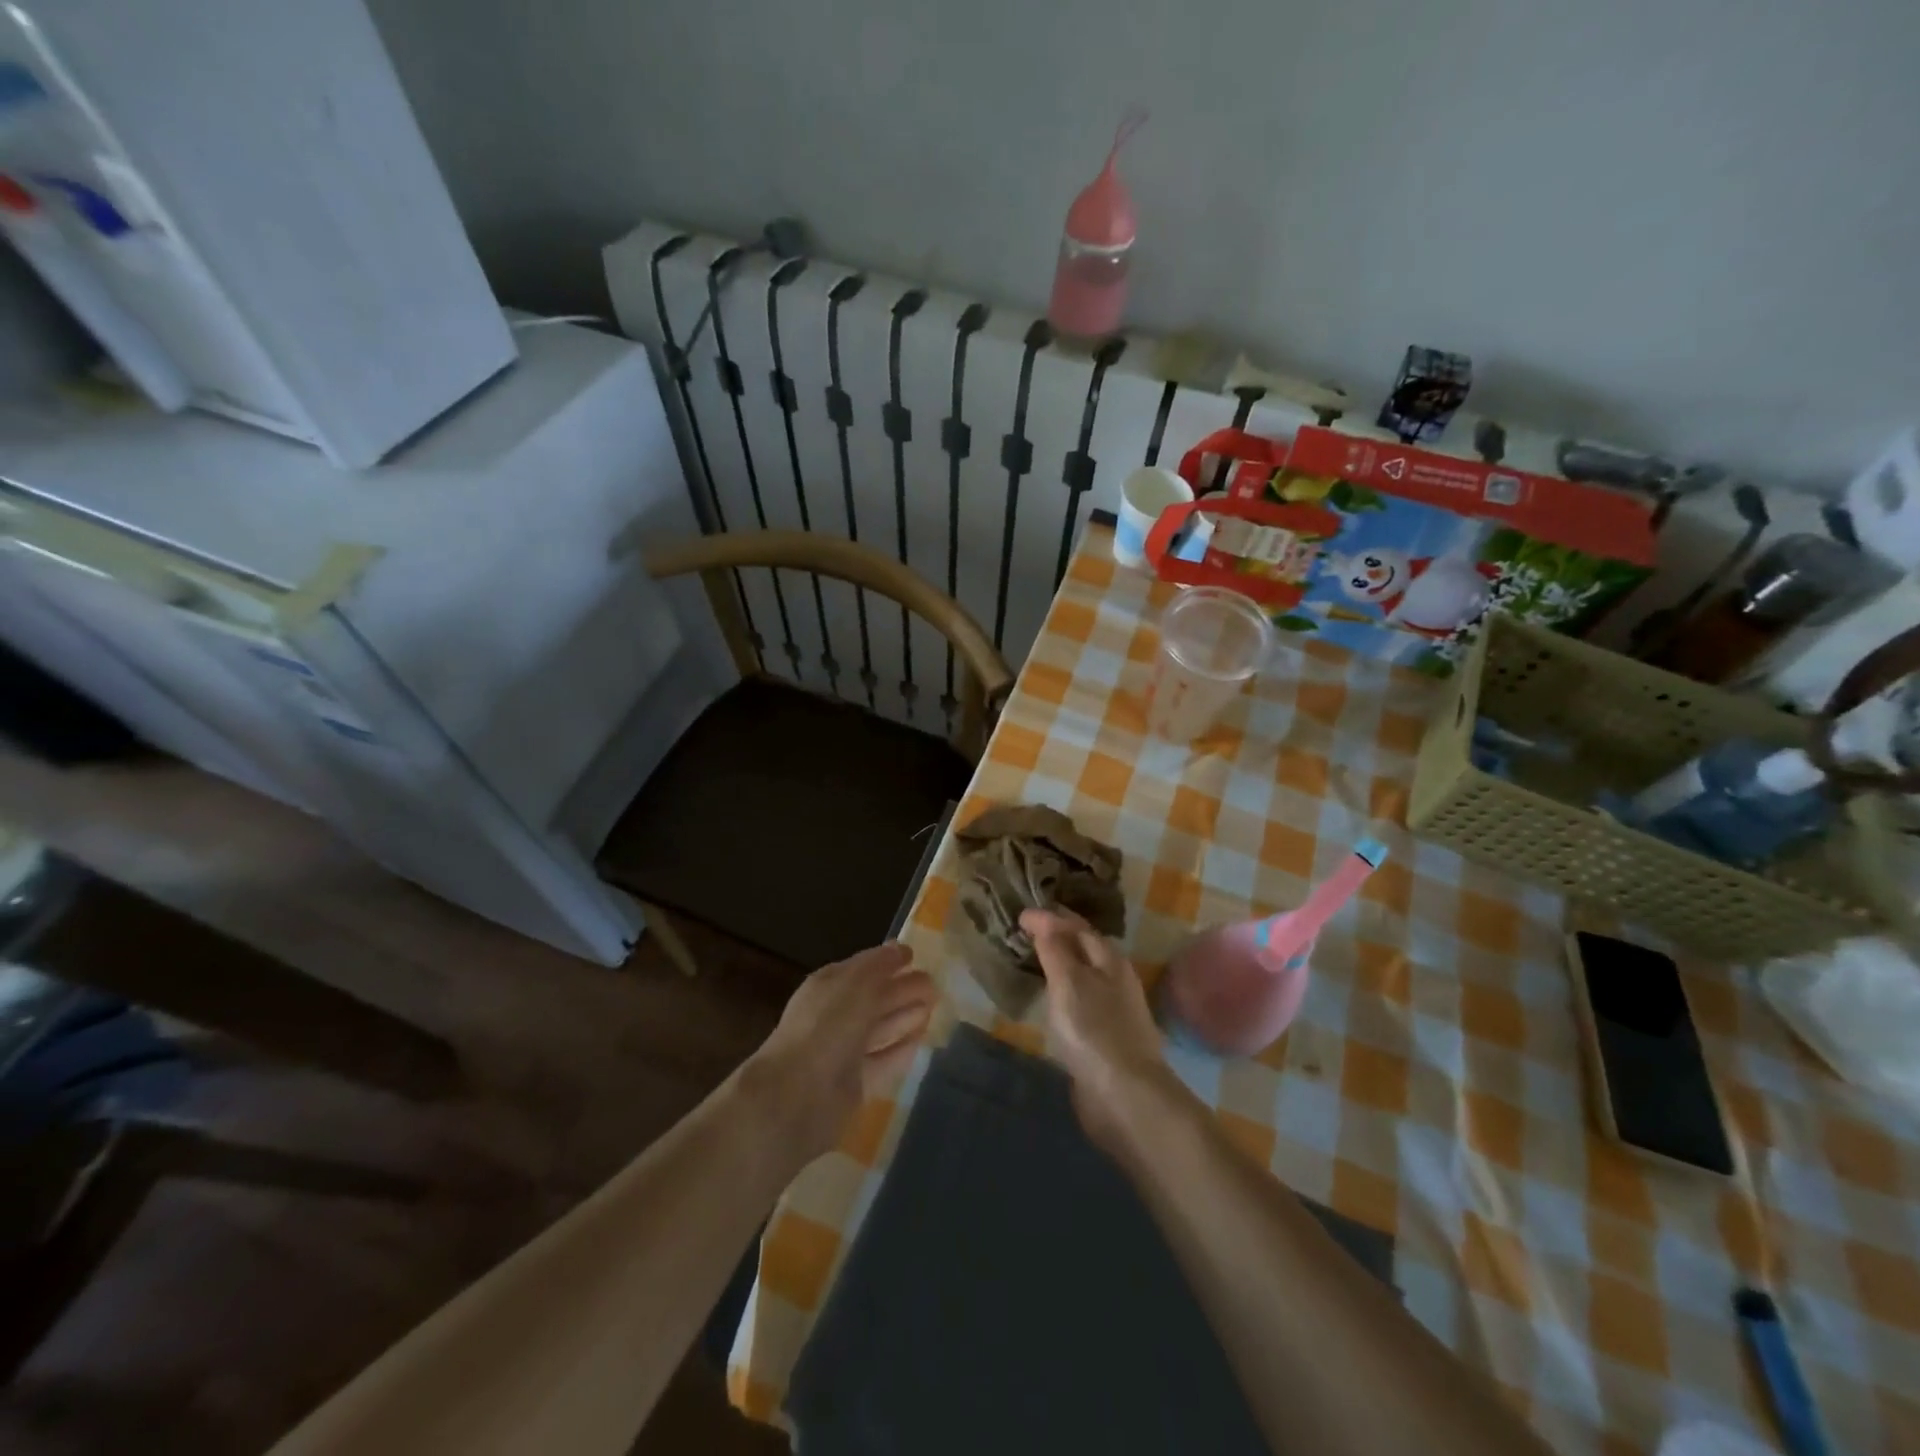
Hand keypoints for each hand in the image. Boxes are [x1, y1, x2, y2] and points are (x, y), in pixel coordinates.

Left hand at [745, 942, 936, 1159]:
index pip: (862, 968)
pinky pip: (884, 1060)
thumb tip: (900, 949)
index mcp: (828, 986)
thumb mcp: (856, 983)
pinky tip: (922, 1039)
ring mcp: (843, 1050)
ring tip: (934, 1007)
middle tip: (935, 985)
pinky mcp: (854, 1083)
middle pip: (874, 998)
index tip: (915, 956)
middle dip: (903, 988)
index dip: (887, 961)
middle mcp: (834, 1015)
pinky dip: (902, 1048)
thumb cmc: (827, 1026)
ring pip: (880, 1028)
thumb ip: (880, 965)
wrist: (798, 1094)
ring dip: (906, 1016)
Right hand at [1020, 908, 1173, 1154]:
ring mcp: (1113, 1012)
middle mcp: (1116, 981)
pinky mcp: (1104, 1040)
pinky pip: (1079, 1004)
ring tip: (1032, 963)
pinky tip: (1048, 1003)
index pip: (1079, 928)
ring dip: (1059, 967)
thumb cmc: (1094, 1031)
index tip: (1021, 915)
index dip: (1051, 918)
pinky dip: (1061, 995)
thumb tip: (1042, 917)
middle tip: (1025, 934)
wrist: (1126, 1097)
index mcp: (1110, 961)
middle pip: (1085, 951)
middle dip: (1058, 938)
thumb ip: (1054, 949)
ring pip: (1082, 978)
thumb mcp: (1069, 982)